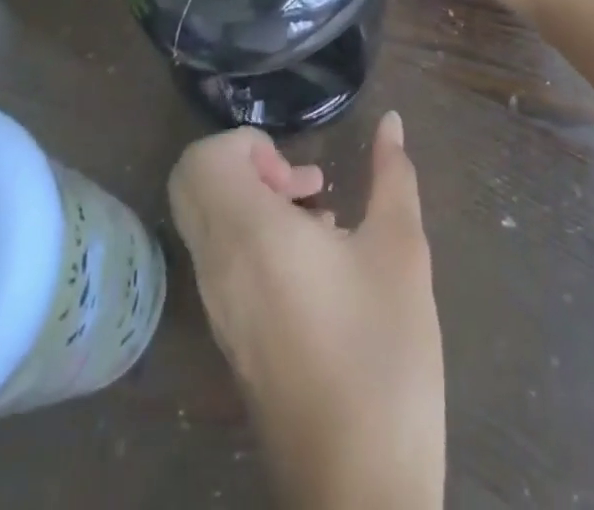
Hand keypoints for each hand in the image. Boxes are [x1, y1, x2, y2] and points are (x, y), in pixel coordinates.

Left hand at [169, 117, 443, 509]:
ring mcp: (218, 309)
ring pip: (206, 223)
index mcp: (249, 238)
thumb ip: (393, 175)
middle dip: (245, 166)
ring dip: (255, 202)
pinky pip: (220, 261)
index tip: (297, 174)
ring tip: (322, 220)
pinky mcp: (230, 338)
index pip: (201, 160)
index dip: (247, 144)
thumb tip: (391, 120)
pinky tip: (319, 263)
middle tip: (300, 187)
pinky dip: (254, 239)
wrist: (359, 491)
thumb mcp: (400, 251)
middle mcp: (218, 268)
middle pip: (193, 185)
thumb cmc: (383, 355)